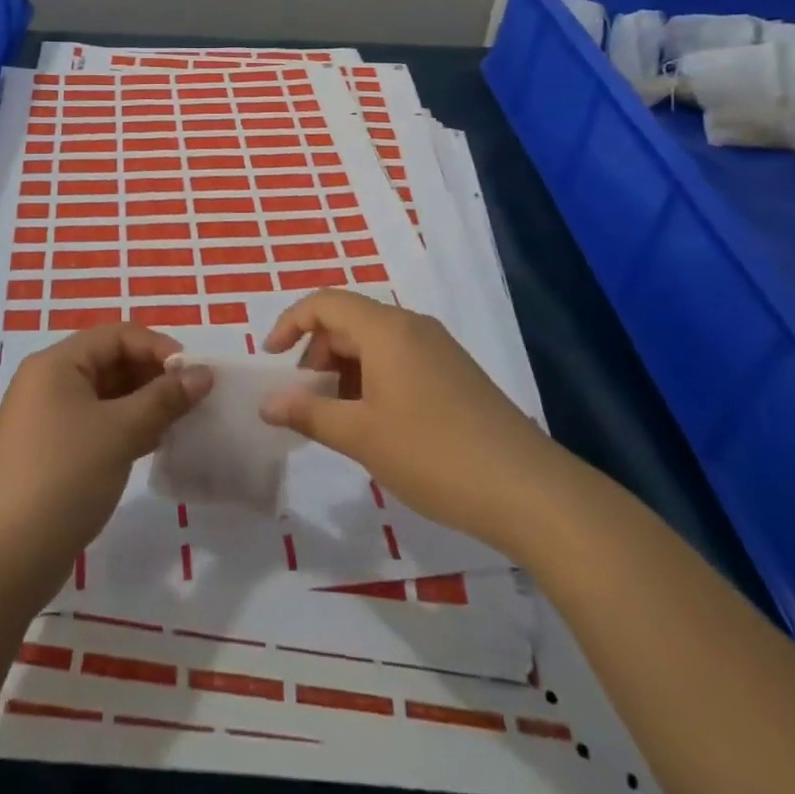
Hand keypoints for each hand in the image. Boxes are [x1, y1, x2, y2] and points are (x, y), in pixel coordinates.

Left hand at [0, 324, 211, 600]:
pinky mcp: (52, 454)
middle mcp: (48, 383)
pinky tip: (155, 444)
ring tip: (181, 421)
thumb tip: (203, 374)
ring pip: (106, 396)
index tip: (194, 373)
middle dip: (153, 375)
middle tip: (193, 399)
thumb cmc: (63, 477)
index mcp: (56, 364)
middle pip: (110, 362)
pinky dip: (126, 428)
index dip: (158, 348)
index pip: (116, 336)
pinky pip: (97, 424)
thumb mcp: (120, 432)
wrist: (4, 559)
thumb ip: (164, 399)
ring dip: (143, 403)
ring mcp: (47, 420)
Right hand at [259, 290, 550, 540]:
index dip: (290, 324)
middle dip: (317, 354)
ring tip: (338, 418)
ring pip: (374, 343)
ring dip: (344, 370)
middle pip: (348, 321)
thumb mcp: (360, 436)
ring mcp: (438, 349)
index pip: (324, 303)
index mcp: (386, 329)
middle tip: (305, 400)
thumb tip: (266, 402)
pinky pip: (399, 360)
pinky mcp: (455, 373)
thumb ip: (308, 413)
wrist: (528, 490)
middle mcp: (412, 326)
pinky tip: (376, 424)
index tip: (270, 359)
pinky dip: (373, 380)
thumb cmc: (433, 455)